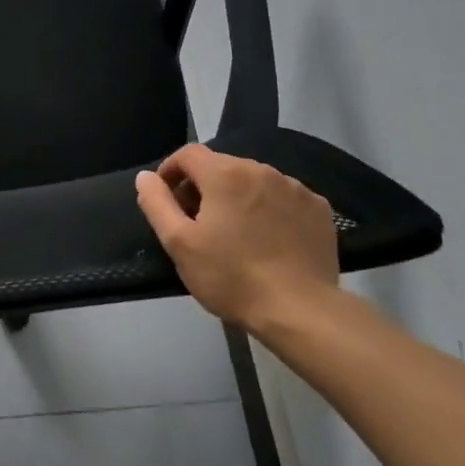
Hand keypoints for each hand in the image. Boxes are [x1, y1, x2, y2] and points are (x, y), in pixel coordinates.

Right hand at [135, 144, 339, 331]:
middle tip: (196, 223)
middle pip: (221, 166)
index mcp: (225, 174)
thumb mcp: (179, 243)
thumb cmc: (231, 276)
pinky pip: (282, 197)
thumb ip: (156, 203)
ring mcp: (295, 188)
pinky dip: (268, 208)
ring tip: (234, 233)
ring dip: (236, 197)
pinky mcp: (318, 209)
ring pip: (253, 181)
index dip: (170, 171)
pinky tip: (267, 238)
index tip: (166, 200)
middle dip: (203, 187)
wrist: (301, 311)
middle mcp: (262, 170)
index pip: (188, 154)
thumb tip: (145, 177)